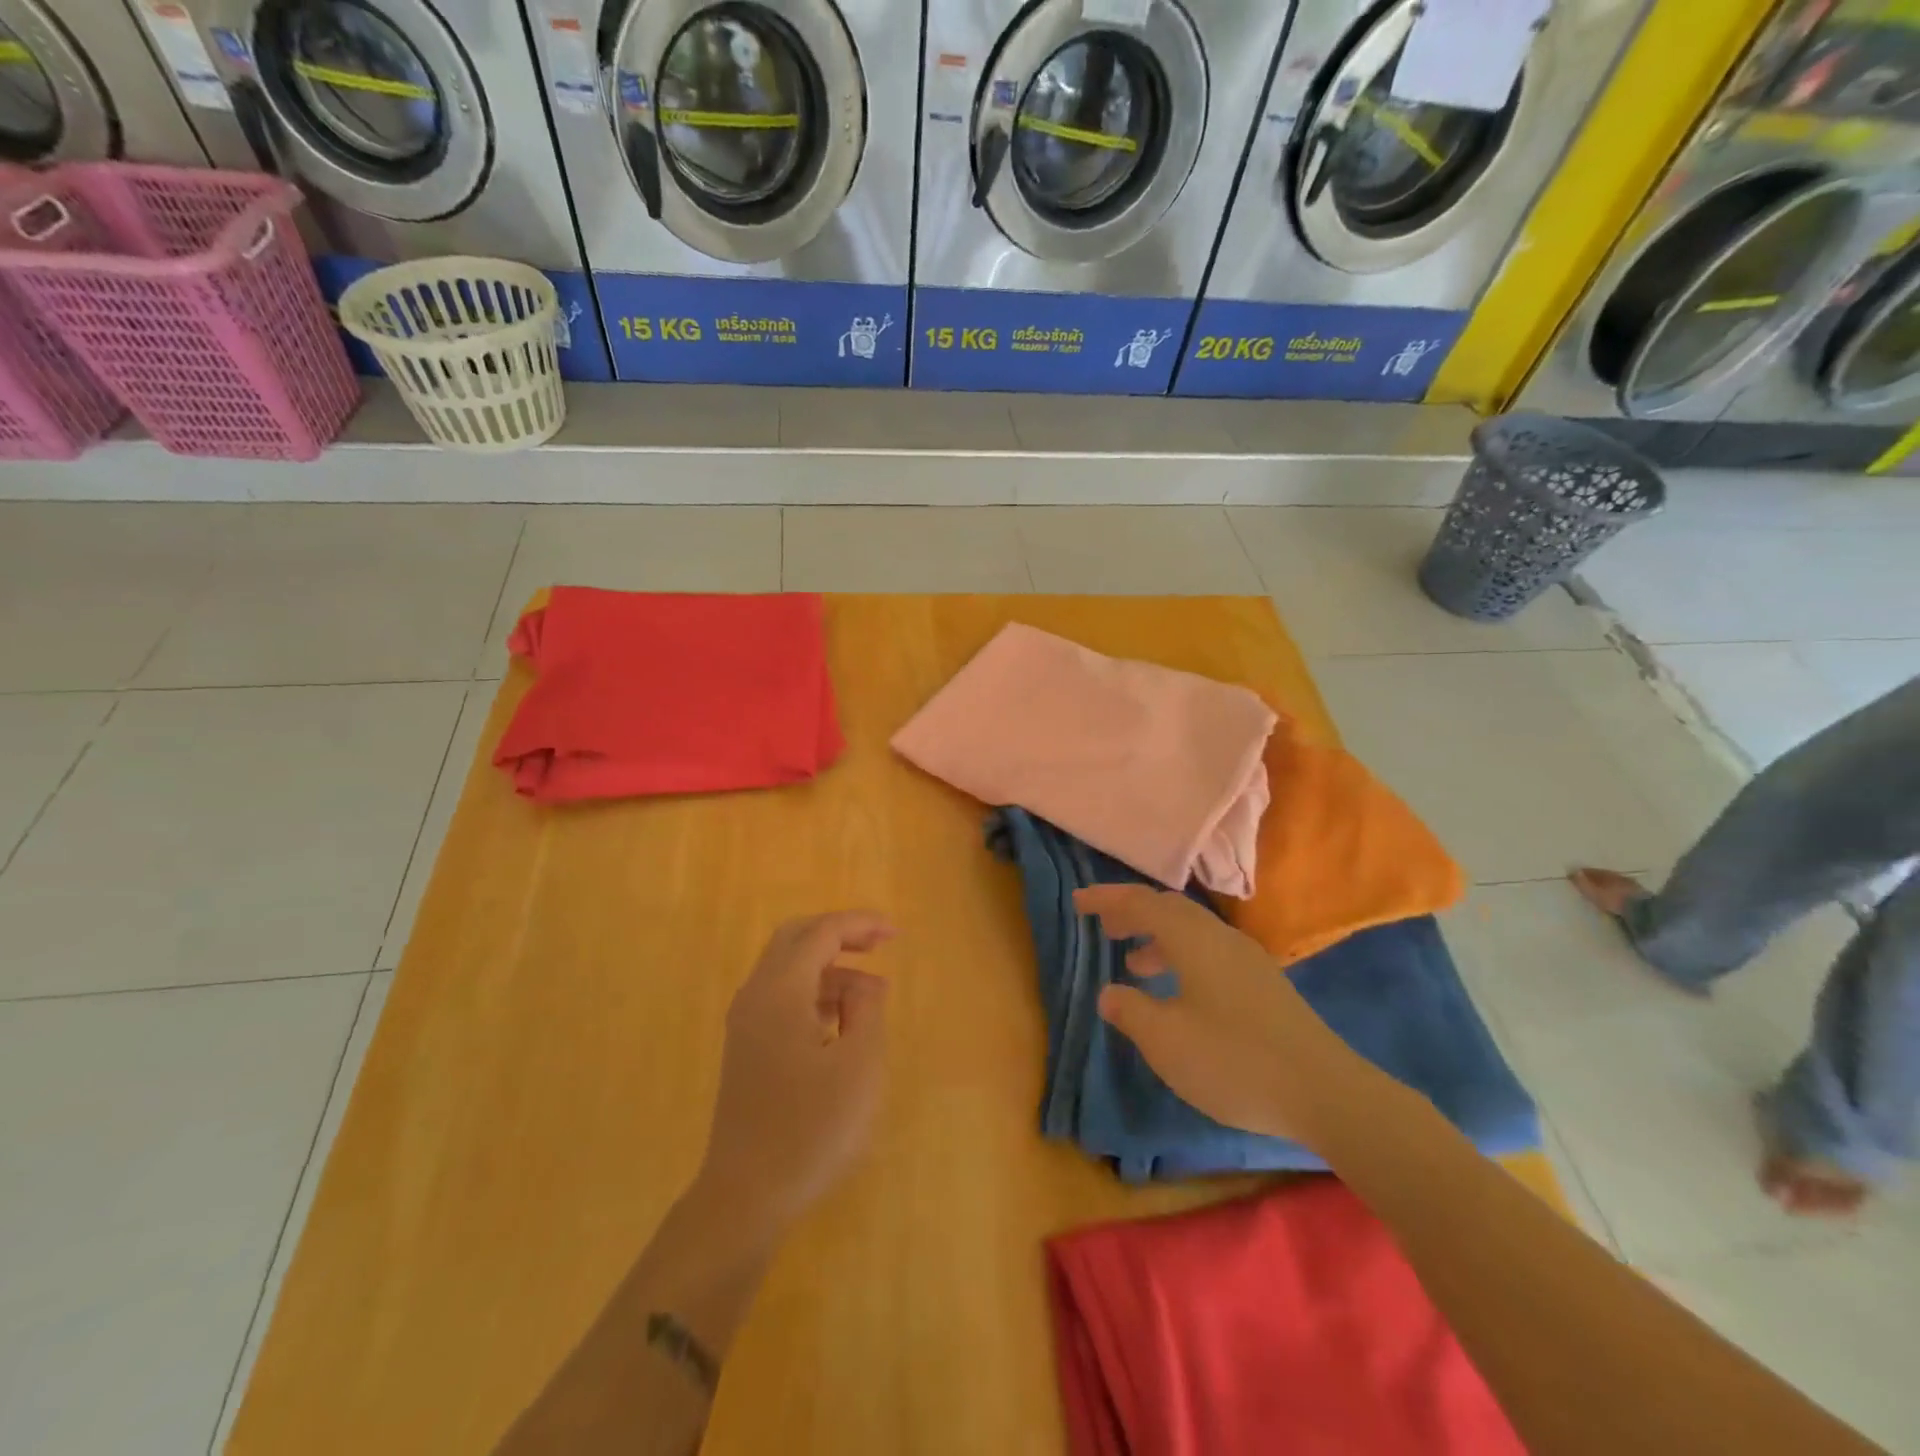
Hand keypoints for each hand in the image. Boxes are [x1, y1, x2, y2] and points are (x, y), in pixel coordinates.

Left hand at [696, 912, 894, 1234]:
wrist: (746, 1197)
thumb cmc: (810, 1129)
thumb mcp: (858, 1065)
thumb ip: (866, 1009)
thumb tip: (864, 985)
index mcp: (780, 991)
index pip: (822, 933)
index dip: (861, 924)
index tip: (896, 934)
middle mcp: (756, 996)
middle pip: (796, 938)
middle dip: (840, 934)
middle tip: (879, 945)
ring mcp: (746, 1024)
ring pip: (788, 968)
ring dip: (830, 967)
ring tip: (872, 994)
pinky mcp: (747, 1049)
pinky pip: (782, 998)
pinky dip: (814, 992)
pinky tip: (842, 1021)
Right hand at [1074, 884, 1352, 1146]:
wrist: (1324, 1092)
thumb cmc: (1234, 1061)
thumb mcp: (1166, 1041)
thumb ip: (1131, 1012)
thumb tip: (1110, 993)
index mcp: (1193, 940)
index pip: (1141, 903)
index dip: (1106, 899)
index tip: (1078, 903)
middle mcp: (1220, 938)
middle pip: (1170, 909)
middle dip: (1133, 913)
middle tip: (1104, 927)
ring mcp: (1247, 960)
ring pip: (1192, 932)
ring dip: (1158, 938)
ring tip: (1134, 963)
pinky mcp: (1264, 984)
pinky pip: (1210, 952)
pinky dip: (1182, 958)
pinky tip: (1179, 994)